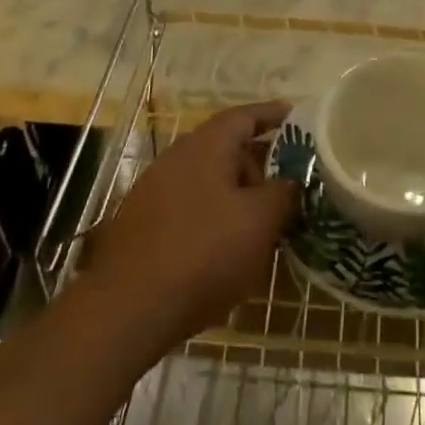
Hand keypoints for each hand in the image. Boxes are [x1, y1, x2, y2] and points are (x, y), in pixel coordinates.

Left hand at [84, 102, 298, 349]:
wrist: (126, 309)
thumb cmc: (204, 252)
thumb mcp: (260, 221)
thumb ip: (283, 192)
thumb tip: (291, 180)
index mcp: (206, 145)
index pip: (245, 116)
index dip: (273, 115)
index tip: (298, 117)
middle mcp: (177, 158)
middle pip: (226, 149)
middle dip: (260, 166)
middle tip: (288, 189)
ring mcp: (154, 192)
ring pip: (209, 182)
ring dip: (237, 196)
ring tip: (263, 225)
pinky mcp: (143, 226)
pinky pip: (190, 208)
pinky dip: (214, 218)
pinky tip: (227, 250)